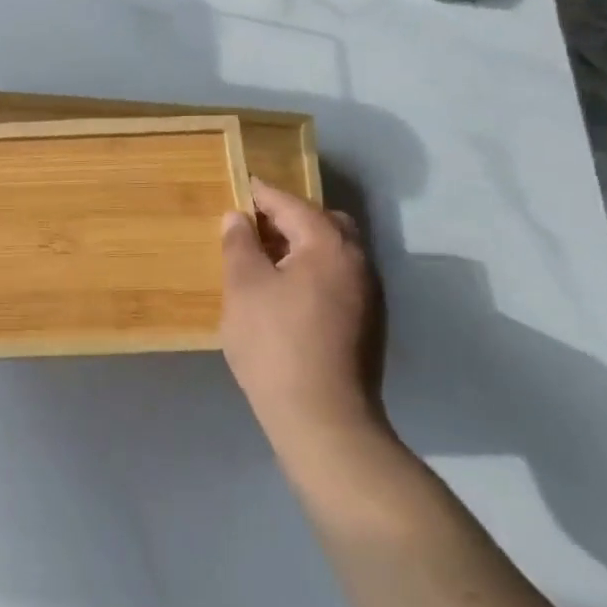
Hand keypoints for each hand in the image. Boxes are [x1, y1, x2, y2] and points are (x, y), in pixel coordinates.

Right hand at [219, 178, 387, 455]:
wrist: (322, 417)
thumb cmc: (275, 342)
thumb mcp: (244, 286)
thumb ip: (239, 244)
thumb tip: (238, 218)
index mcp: (329, 245)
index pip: (292, 204)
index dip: (262, 195)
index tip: (240, 188)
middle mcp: (358, 262)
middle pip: (324, 224)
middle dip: (289, 219)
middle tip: (254, 227)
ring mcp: (368, 295)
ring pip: (333, 253)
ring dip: (302, 247)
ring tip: (265, 261)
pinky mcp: (367, 324)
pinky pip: (337, 279)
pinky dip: (312, 272)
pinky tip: (286, 294)